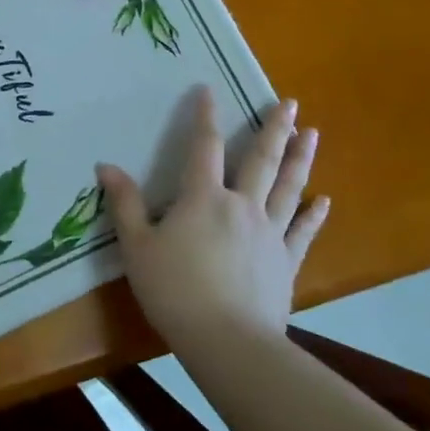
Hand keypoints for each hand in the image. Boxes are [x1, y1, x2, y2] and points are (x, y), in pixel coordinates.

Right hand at [96, 86, 328, 353]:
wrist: (227, 341)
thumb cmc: (174, 290)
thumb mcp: (137, 246)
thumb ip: (125, 204)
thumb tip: (106, 165)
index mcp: (203, 198)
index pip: (205, 146)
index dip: (206, 116)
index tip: (210, 90)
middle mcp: (241, 206)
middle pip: (262, 160)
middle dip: (275, 128)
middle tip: (290, 103)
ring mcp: (269, 233)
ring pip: (288, 187)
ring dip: (300, 159)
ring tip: (313, 133)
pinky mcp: (286, 261)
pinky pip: (302, 231)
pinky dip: (313, 214)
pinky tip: (323, 200)